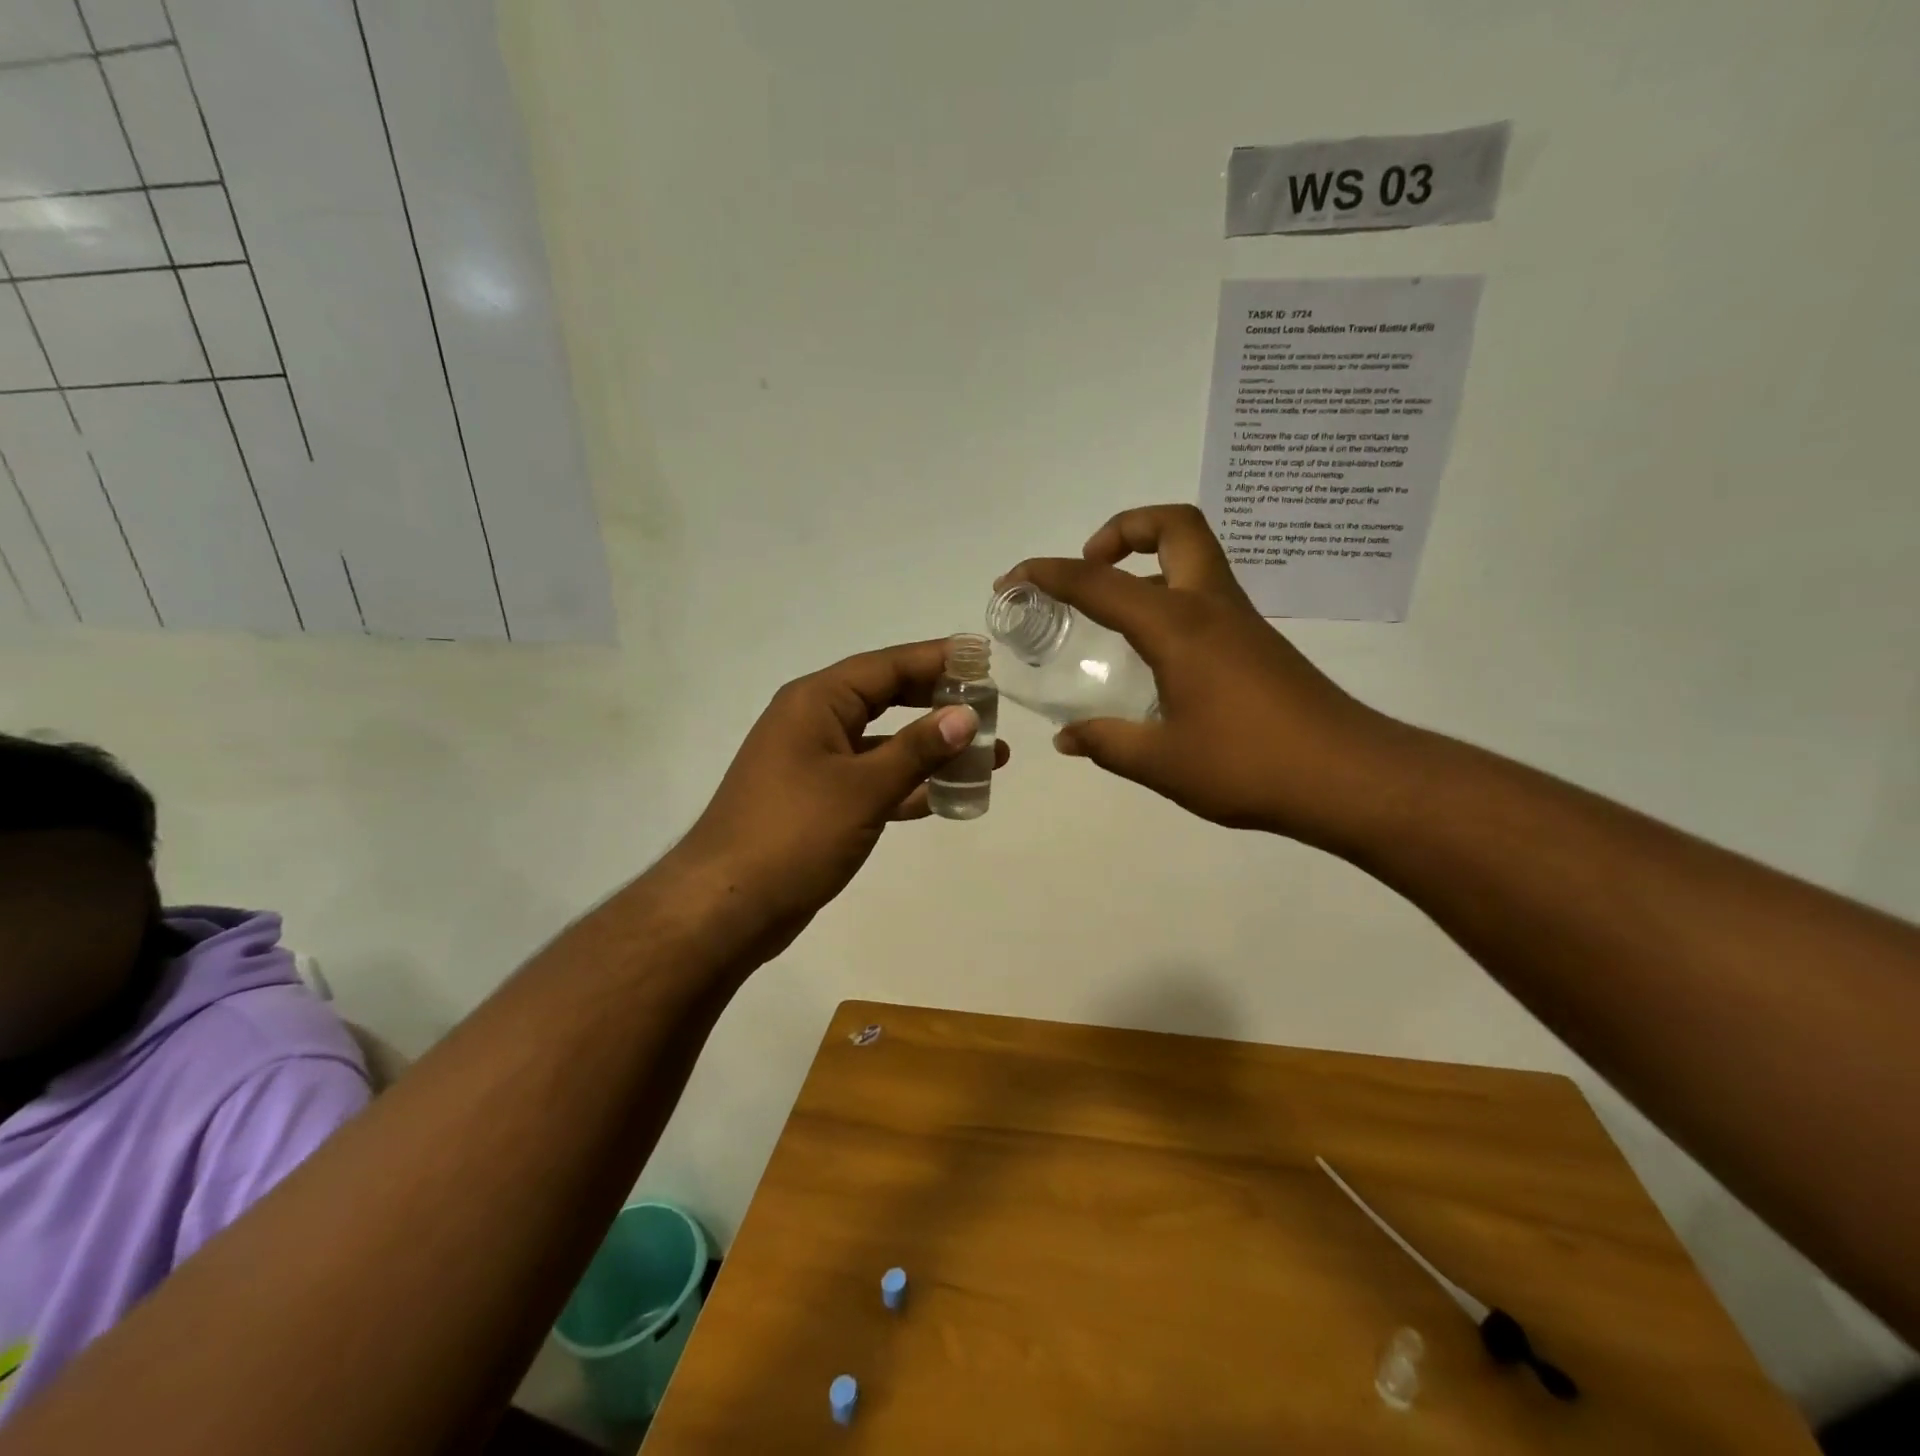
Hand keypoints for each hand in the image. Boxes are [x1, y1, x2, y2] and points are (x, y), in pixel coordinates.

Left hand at [673, 639, 1010, 954]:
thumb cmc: (794, 834)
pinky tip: (948, 796)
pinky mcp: (819, 803)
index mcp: (816, 702)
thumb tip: (966, 715)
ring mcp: (815, 765)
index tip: (982, 657)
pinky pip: (873, 781)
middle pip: (886, 699)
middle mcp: (814, 723)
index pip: (886, 666)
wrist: (727, 907)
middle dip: (938, 704)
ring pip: (884, 745)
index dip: (936, 659)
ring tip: (989, 756)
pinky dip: (908, 785)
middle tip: (990, 708)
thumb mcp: (863, 788)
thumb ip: (918, 749)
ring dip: (932, 751)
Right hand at [1002, 504, 1393, 840]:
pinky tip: (1150, 656)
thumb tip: (1067, 738)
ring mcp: (1240, 622)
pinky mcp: (1256, 644)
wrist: (1348, 778)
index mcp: (1178, 626)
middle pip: (1173, 526)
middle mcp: (1210, 607)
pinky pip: (1204, 595)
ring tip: (1109, 613)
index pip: (1100, 583)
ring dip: (1146, 563)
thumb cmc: (1249, 765)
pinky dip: (1168, 599)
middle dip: (1123, 529)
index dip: (1050, 574)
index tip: (1014, 579)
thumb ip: (1107, 743)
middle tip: (1090, 566)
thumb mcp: (1162, 762)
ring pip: (1193, 557)